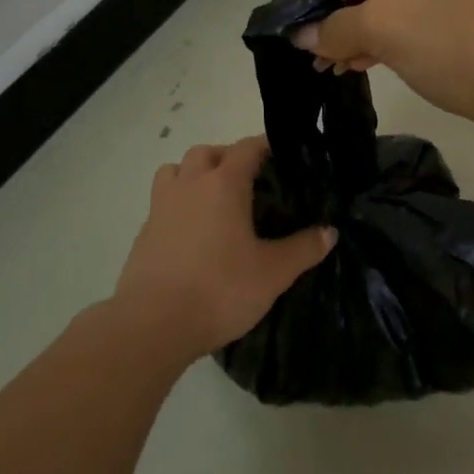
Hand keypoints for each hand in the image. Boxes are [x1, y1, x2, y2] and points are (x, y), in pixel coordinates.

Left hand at [111, 137, 335, 359]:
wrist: (152, 325)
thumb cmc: (219, 290)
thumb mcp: (273, 273)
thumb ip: (303, 248)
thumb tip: (329, 232)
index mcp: (223, 184)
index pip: (247, 148)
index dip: (267, 147)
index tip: (285, 157)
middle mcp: (189, 185)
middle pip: (207, 152)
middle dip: (229, 157)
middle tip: (251, 181)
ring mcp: (161, 207)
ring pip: (176, 171)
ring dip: (195, 175)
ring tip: (216, 200)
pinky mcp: (144, 233)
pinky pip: (163, 202)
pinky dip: (179, 205)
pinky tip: (194, 233)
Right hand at [291, 0, 473, 140]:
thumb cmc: (463, 45)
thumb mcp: (388, 30)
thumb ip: (337, 27)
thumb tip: (301, 36)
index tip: (317, 25)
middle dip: (357, 12)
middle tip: (330, 50)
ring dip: (379, 28)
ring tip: (351, 64)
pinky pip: (441, 10)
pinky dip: (411, 33)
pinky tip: (386, 62)